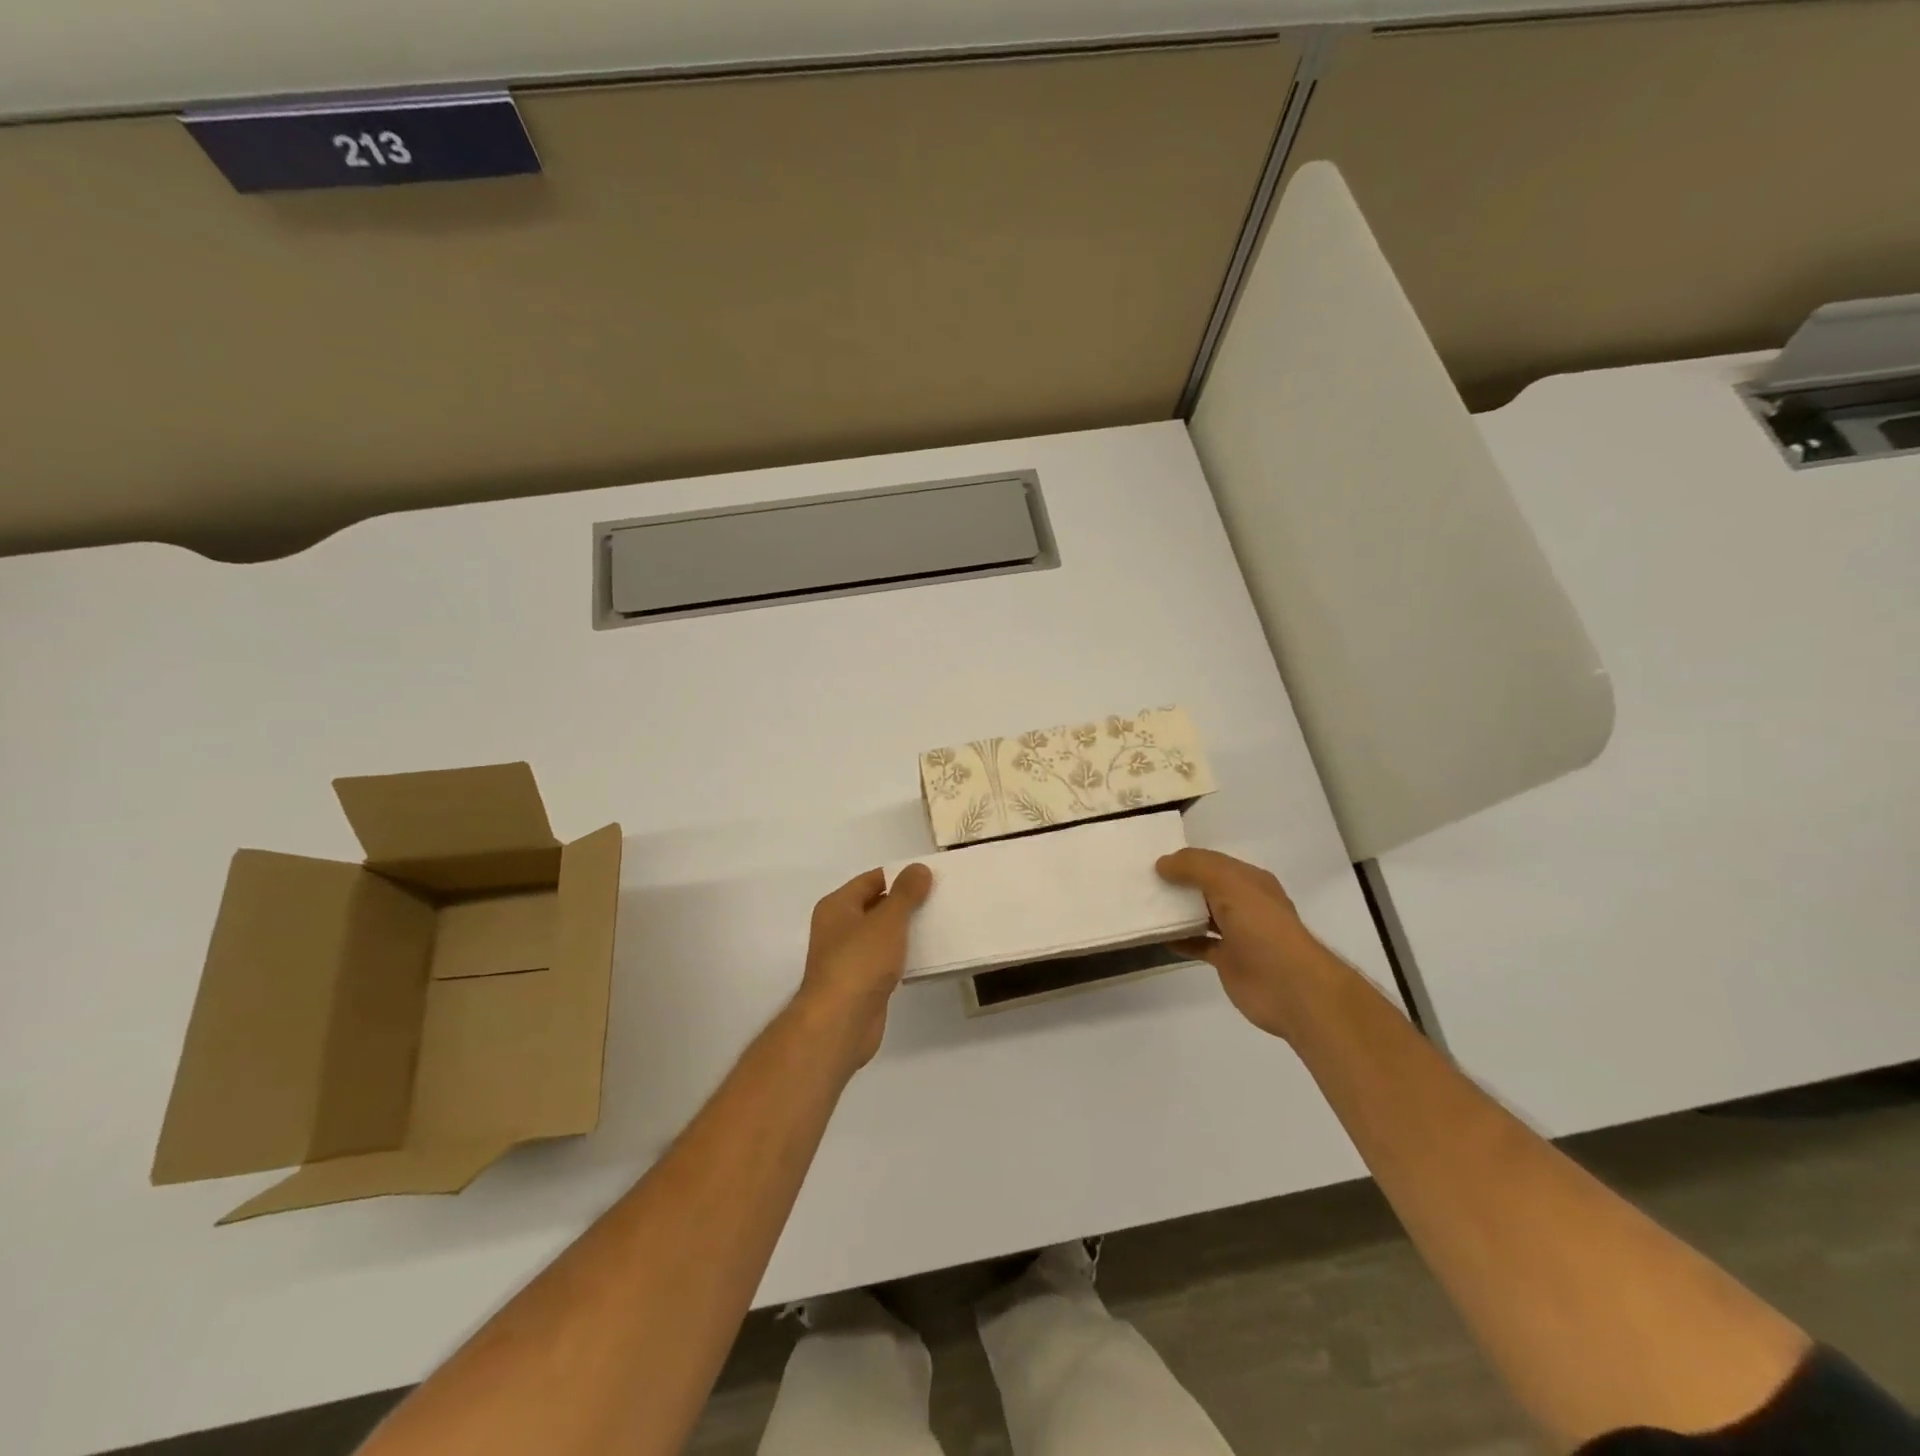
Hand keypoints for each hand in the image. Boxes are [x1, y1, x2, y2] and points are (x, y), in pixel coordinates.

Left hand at [794, 863, 933, 1073]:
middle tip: (940, 898)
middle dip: (906, 903)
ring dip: (906, 931)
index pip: (872, 880)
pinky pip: (885, 961)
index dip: (899, 876)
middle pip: (876, 906)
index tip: (930, 877)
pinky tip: (926, 956)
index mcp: (837, 907)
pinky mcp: (861, 984)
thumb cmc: (860, 962)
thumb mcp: (887, 921)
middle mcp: (838, 929)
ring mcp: (848, 958)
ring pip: (882, 936)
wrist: (840, 1023)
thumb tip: (919, 868)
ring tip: (939, 924)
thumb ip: (905, 893)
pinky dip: (903, 957)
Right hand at [1156, 849, 1338, 1041]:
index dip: (1185, 860)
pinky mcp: (1227, 960)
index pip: (1212, 862)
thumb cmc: (1261, 927)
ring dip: (1176, 911)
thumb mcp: (1228, 883)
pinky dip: (1179, 939)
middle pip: (1205, 887)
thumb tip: (1162, 864)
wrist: (1290, 987)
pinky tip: (1157, 937)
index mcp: (1250, 881)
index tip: (1153, 861)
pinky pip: (1198, 944)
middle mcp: (1244, 904)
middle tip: (1142, 881)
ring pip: (1200, 915)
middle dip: (1178, 884)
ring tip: (1144, 905)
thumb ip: (1194, 867)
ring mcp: (1237, 933)